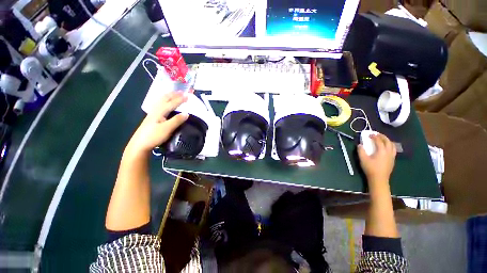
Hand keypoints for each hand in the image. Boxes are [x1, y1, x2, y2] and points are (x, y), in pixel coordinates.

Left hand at [126, 91, 188, 154]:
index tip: (188, 95)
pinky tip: (164, 103)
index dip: (180, 99)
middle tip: (181, 91)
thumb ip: (177, 120)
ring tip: (174, 94)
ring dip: (168, 96)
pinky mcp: (151, 118)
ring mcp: (152, 113)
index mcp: (160, 112)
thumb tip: (187, 113)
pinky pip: (159, 105)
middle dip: (173, 94)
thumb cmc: (154, 136)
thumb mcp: (167, 129)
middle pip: (164, 99)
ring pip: (160, 101)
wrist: (139, 144)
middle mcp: (155, 110)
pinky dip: (164, 101)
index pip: (172, 103)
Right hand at [358, 133, 396, 188]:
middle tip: (376, 134)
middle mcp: (389, 152)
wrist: (379, 179)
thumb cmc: (370, 168)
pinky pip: (393, 149)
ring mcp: (392, 156)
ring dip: (387, 140)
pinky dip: (389, 145)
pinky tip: (385, 147)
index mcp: (382, 151)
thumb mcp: (363, 159)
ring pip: (392, 145)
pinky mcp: (392, 160)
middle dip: (382, 136)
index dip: (374, 136)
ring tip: (382, 139)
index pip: (379, 141)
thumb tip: (360, 145)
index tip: (369, 134)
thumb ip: (361, 151)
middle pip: (387, 141)